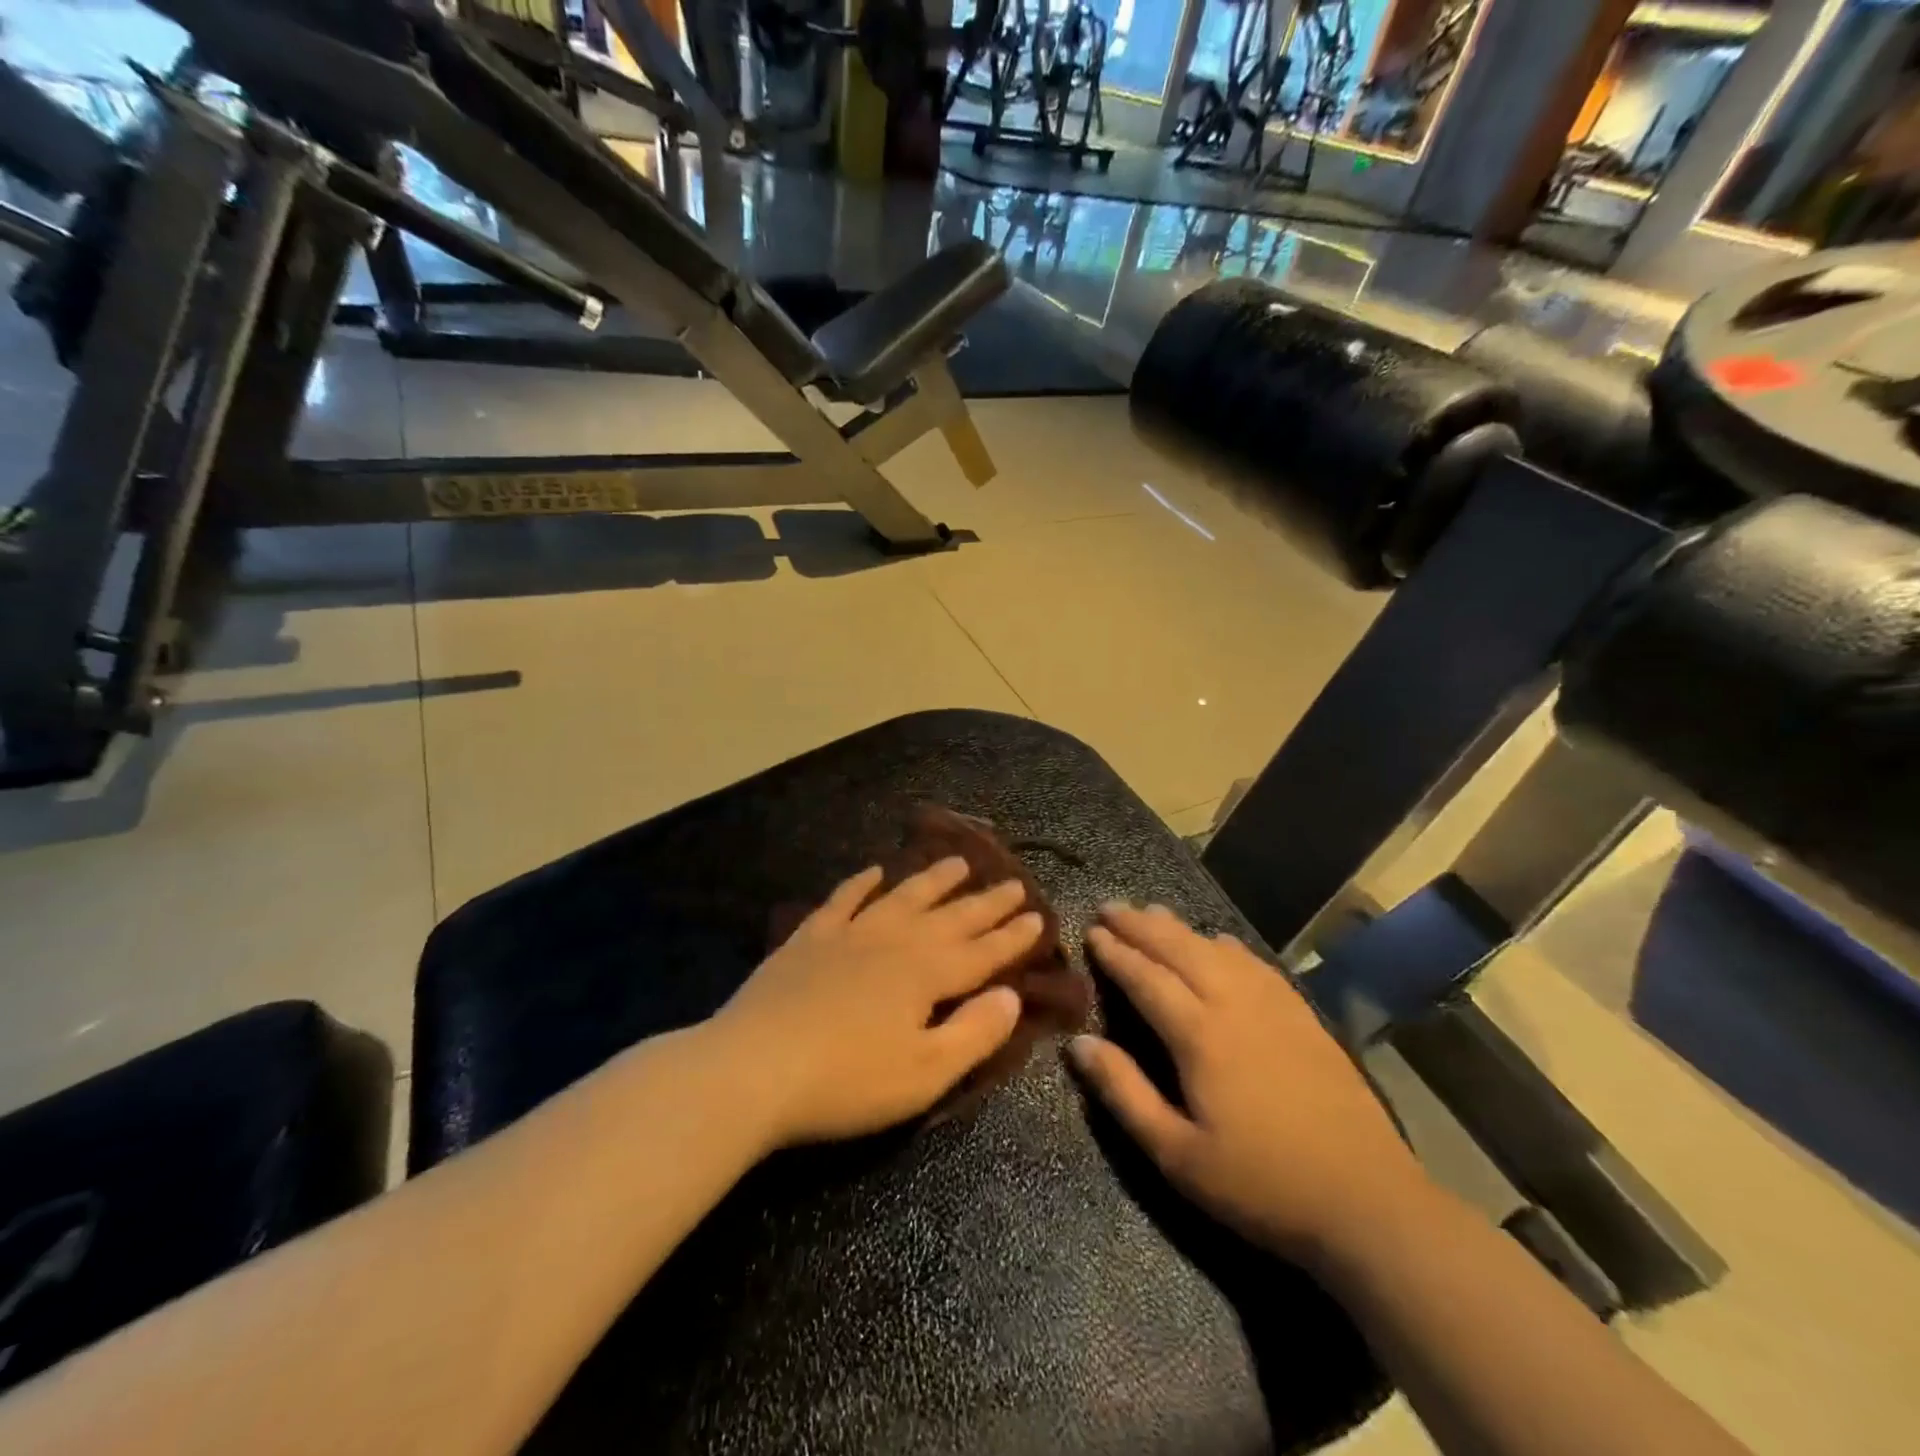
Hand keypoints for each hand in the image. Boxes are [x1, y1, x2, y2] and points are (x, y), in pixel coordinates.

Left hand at [713, 857, 1042, 1148]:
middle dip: (986, 902)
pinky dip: (861, 884)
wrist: (753, 1067)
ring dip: (933, 880)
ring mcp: (849, 934)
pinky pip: (842, 900)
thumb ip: (974, 1033)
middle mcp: (895, 942)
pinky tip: (874, 872)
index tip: (1038, 915)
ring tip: (958, 862)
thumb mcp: (924, 1074)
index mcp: (926, 975)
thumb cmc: (847, 1082)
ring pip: (902, 897)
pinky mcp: (809, 938)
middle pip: (950, 917)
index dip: (1013, 937)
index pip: (982, 952)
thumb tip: (1012, 996)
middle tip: (1013, 882)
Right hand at [1070, 904, 1427, 1265]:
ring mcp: (1273, 1005)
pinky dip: (1226, 945)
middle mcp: (1233, 1004)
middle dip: (1140, 925)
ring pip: (1216, 949)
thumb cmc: (1261, 1184)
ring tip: (1152, 912)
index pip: (1146, 978)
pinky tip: (1219, 942)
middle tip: (1110, 906)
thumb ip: (1124, 1092)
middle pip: (1179, 949)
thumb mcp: (1177, 1154)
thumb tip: (1078, 1042)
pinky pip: (1254, 963)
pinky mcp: (1302, 1015)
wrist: (1367, 1201)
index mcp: (1199, 1035)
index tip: (1091, 931)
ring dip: (1179, 927)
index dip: (1116, 952)